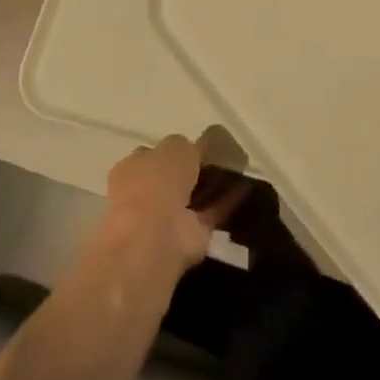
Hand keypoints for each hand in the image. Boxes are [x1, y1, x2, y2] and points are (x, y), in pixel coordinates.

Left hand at [100, 132, 249, 275]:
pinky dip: (228, 201)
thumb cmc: (156, 181)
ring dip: (215, 185)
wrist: (155, 235)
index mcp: (132, 169)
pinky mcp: (190, 236)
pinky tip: (247, 186)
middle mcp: (146, 194)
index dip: (178, 150)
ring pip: (195, 196)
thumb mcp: (176, 146)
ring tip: (241, 169)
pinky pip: (211, 213)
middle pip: (176, 178)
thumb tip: (199, 147)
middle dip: (198, 169)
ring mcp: (167, 218)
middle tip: (224, 156)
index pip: (156, 155)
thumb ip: (189, 145)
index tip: (201, 144)